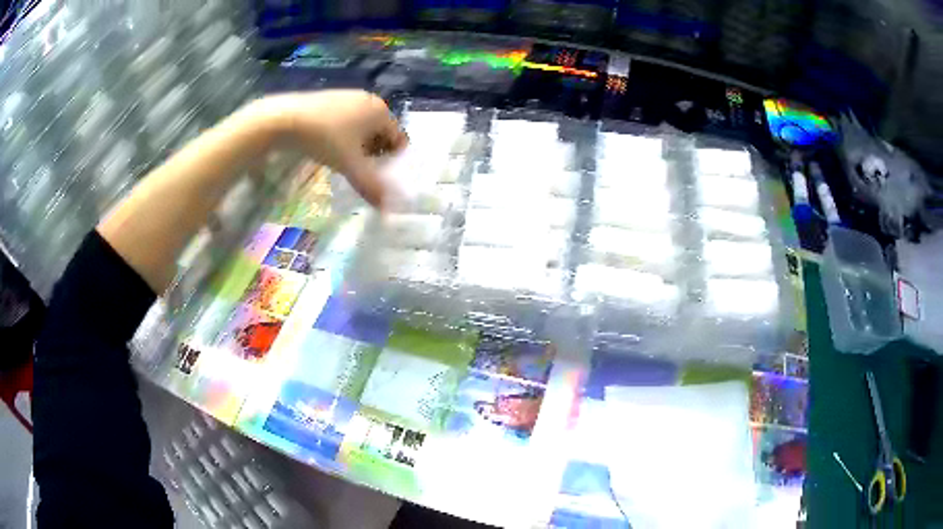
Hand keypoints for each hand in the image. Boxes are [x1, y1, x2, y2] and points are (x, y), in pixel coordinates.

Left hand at [249, 90, 407, 207]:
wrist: (286, 118)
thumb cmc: (326, 139)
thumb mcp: (350, 165)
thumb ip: (371, 186)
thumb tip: (388, 209)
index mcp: (381, 111)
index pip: (398, 139)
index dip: (391, 160)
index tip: (377, 175)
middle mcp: (370, 100)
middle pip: (381, 133)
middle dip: (374, 153)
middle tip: (359, 170)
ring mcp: (349, 96)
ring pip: (363, 127)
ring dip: (358, 145)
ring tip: (342, 160)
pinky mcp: (331, 98)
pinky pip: (347, 120)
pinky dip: (344, 135)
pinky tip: (327, 146)